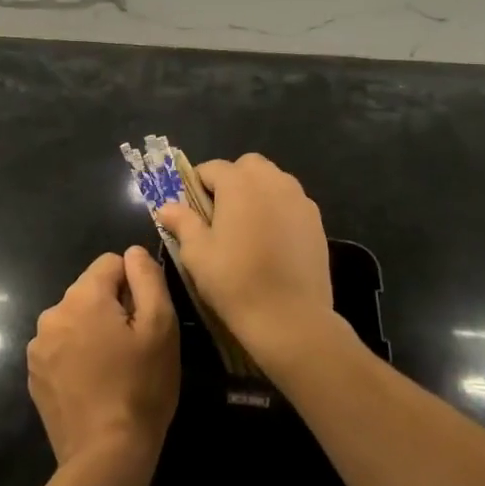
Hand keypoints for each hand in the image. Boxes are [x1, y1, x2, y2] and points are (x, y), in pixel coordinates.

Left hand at [27, 247, 179, 478]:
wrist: (105, 457)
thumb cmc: (141, 388)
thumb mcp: (160, 327)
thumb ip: (147, 279)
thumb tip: (133, 252)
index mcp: (82, 297)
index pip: (111, 263)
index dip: (134, 285)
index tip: (144, 320)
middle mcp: (52, 313)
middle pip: (90, 292)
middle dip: (112, 309)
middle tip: (133, 349)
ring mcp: (38, 346)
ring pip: (75, 320)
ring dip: (93, 332)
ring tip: (114, 370)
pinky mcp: (34, 375)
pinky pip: (62, 347)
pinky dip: (77, 356)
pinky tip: (94, 386)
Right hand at [156, 153, 338, 366]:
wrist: (291, 318)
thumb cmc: (235, 281)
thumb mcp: (197, 253)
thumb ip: (182, 222)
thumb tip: (167, 206)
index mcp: (239, 182)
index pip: (211, 168)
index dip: (196, 186)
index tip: (192, 212)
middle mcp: (272, 180)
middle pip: (247, 167)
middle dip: (231, 182)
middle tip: (220, 216)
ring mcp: (299, 199)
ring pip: (272, 182)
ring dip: (257, 193)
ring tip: (247, 228)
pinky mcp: (317, 220)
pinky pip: (290, 203)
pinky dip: (278, 211)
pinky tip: (272, 242)